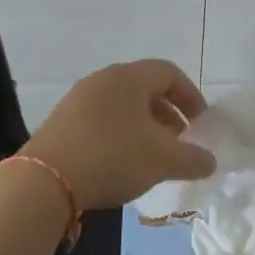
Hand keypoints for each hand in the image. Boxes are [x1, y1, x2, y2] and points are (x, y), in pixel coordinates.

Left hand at [23, 60, 217, 209]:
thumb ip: (193, 159)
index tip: (200, 123)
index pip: (169, 73)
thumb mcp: (163, 160)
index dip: (191, 96)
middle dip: (168, 115)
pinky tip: (121, 164)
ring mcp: (77, 100)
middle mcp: (102, 80)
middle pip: (145, 89)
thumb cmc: (113, 157)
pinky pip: (101, 120)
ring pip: (122, 106)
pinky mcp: (60, 122)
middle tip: (179, 142)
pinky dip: (119, 135)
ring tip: (152, 157)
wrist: (45, 182)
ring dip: (144, 127)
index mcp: (129, 77)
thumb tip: (210, 161)